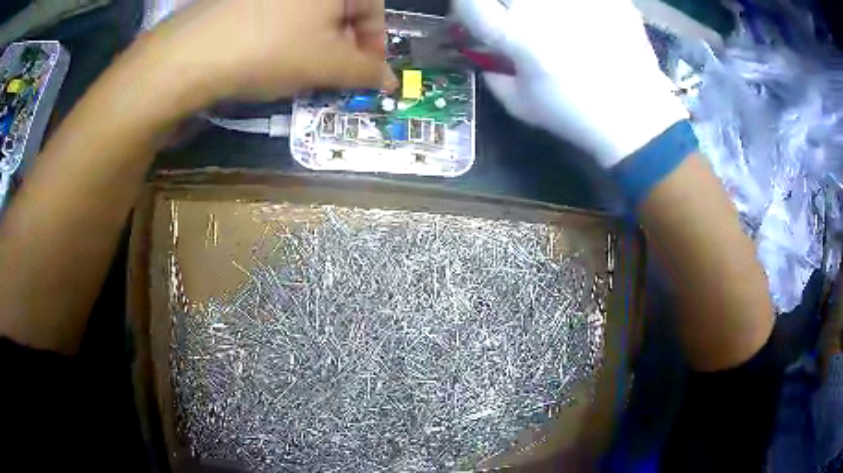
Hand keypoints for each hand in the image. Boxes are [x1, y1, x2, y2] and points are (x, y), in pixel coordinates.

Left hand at [152, 0, 397, 101]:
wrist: (192, 53)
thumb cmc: (271, 49)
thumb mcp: (328, 65)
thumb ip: (367, 73)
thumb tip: (390, 81)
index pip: (373, 9)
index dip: (375, 45)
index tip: (367, 74)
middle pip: (340, 11)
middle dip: (343, 46)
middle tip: (333, 76)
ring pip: (308, 14)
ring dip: (314, 42)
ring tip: (300, 70)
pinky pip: (278, 14)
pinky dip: (285, 35)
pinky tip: (271, 56)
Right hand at [452, 0, 688, 167]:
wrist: (635, 116)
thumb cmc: (575, 115)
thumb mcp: (522, 106)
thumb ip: (494, 78)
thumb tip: (487, 59)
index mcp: (516, 36)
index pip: (471, 3)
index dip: (465, 4)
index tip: (473, 10)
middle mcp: (542, 9)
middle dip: (506, 6)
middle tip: (516, 19)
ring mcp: (578, 2)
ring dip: (539, 9)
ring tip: (550, 24)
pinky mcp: (607, 0)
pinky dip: (578, 10)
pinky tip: (581, 23)